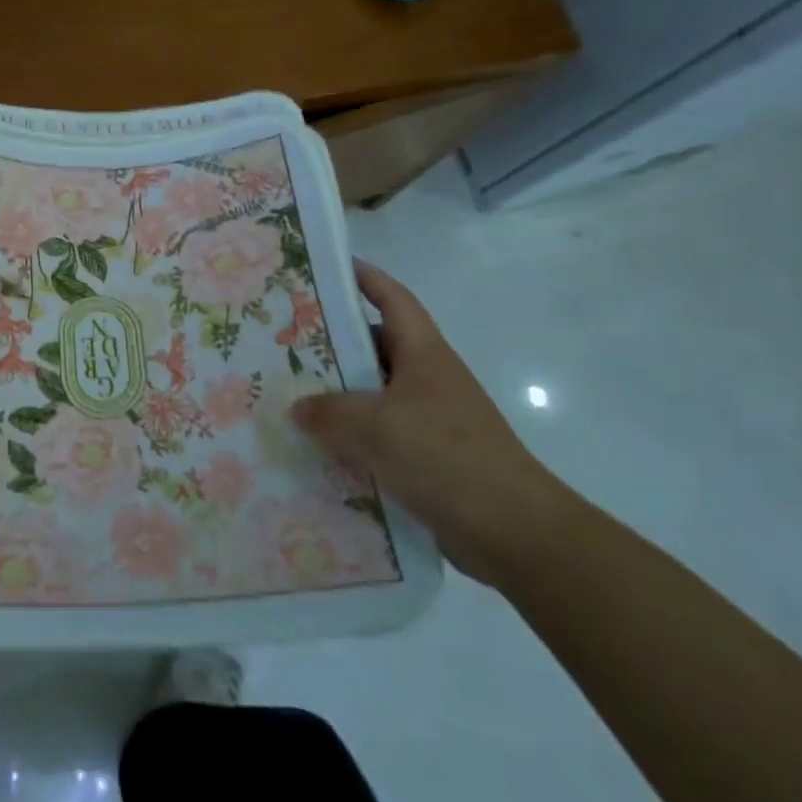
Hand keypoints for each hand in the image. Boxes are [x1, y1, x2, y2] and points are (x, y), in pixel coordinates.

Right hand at [292, 260, 578, 585]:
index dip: (364, 278)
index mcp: (424, 354)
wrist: (515, 533)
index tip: (327, 267)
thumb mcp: (374, 427)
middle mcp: (428, 379)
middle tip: (286, 338)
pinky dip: (352, 435)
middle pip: (376, 345)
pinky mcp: (429, 457)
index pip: (393, 299)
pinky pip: (380, 434)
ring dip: (339, 394)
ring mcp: (431, 419)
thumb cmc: (445, 457)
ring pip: (374, 393)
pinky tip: (318, 447)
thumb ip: (327, 412)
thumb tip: (297, 408)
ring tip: (291, 393)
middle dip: (334, 340)